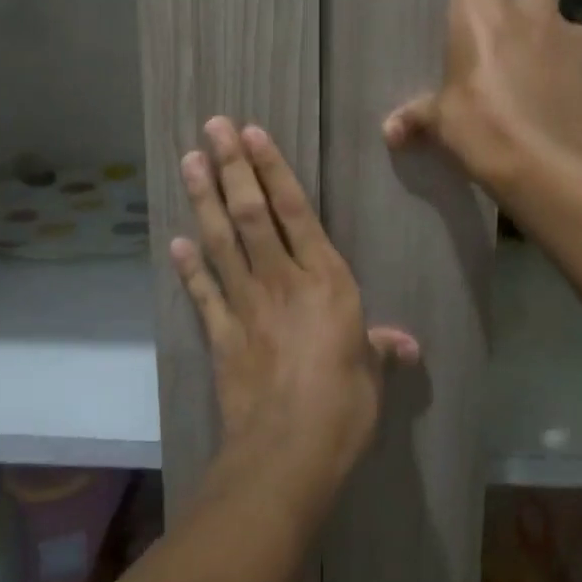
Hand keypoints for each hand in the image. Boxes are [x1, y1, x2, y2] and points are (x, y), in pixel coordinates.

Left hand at [172, 119, 417, 505]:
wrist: (288, 452)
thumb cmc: (343, 407)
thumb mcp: (372, 375)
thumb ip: (382, 350)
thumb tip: (407, 346)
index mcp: (326, 280)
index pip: (295, 211)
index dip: (272, 170)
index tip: (252, 135)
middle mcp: (282, 280)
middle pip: (251, 213)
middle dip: (231, 167)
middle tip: (212, 129)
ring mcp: (246, 305)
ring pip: (222, 240)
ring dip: (204, 199)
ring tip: (189, 161)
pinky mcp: (221, 334)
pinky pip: (202, 292)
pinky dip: (188, 266)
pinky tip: (174, 240)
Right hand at [383, 0, 581, 195]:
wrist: (561, 168)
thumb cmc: (488, 130)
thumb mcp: (444, 125)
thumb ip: (419, 117)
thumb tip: (390, 130)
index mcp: (484, 14)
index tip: (463, 10)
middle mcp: (534, 13)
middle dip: (526, 0)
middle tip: (510, 35)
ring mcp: (576, 38)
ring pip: (567, 20)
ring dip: (554, 39)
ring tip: (540, 76)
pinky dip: (577, 75)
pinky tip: (566, 106)